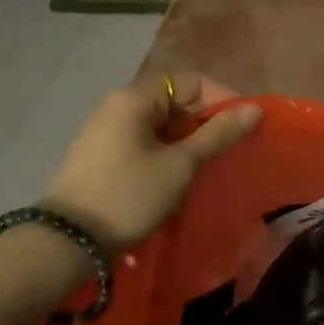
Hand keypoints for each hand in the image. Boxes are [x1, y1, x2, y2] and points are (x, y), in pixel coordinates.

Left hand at [42, 72, 260, 248]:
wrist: (68, 242)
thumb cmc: (129, 194)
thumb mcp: (181, 164)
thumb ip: (219, 134)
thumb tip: (255, 109)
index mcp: (136, 97)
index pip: (193, 82)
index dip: (223, 100)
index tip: (243, 128)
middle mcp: (119, 105)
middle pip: (177, 101)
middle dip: (206, 123)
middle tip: (228, 150)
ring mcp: (107, 130)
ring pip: (162, 124)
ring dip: (188, 141)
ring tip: (207, 166)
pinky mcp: (101, 155)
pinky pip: (145, 141)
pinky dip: (167, 152)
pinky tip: (177, 177)